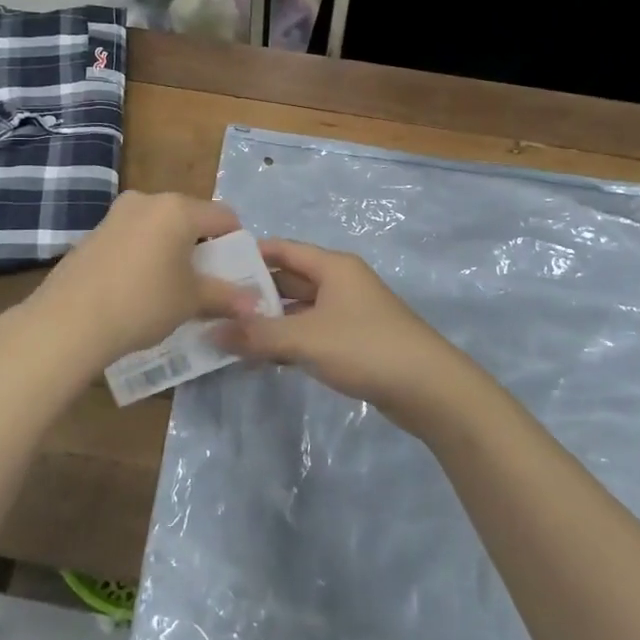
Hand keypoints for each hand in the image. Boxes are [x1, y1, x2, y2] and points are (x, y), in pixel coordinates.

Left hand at [17, 191, 255, 374]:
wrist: (69, 321)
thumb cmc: (143, 303)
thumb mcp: (191, 301)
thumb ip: (225, 296)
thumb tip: (255, 304)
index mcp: (177, 208)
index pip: (223, 216)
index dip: (236, 243)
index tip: (236, 271)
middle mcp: (147, 201)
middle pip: (189, 218)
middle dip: (202, 247)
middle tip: (206, 281)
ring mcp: (116, 215)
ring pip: (159, 227)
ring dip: (172, 251)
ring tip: (171, 288)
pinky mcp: (93, 233)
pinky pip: (133, 238)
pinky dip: (145, 255)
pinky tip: (138, 289)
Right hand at [215, 239, 482, 430]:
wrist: (429, 389)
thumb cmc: (365, 348)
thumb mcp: (305, 339)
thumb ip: (257, 335)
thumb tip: (210, 333)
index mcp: (332, 267)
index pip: (282, 250)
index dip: (249, 255)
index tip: (213, 268)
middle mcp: (340, 282)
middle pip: (289, 280)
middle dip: (253, 294)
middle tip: (212, 307)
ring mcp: (348, 313)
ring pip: (298, 310)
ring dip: (268, 321)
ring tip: (227, 335)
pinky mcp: (353, 342)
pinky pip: (310, 333)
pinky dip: (287, 341)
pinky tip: (261, 358)